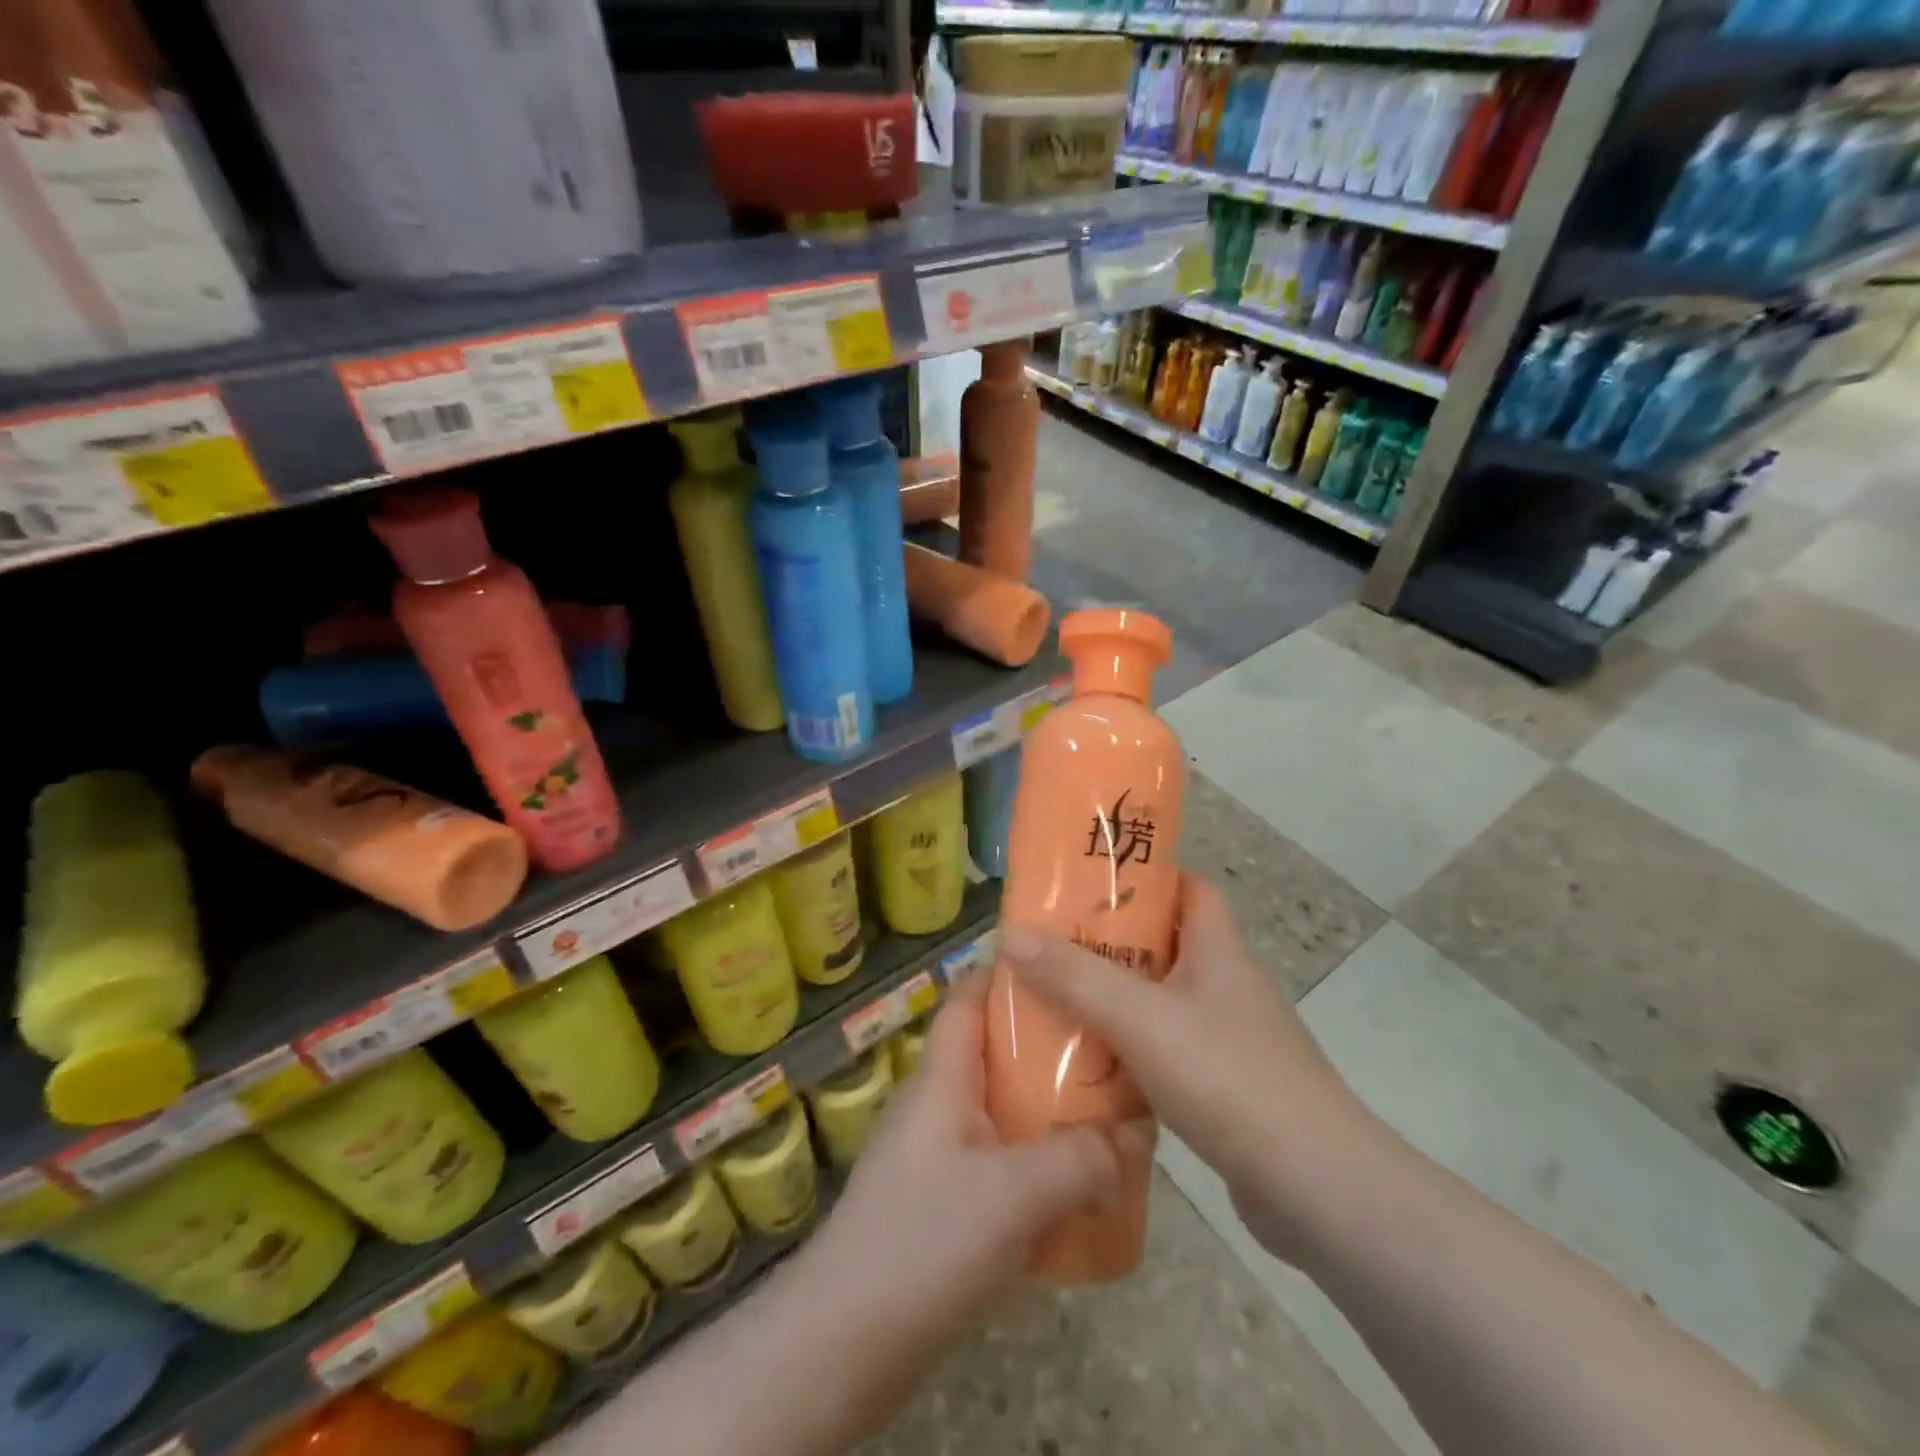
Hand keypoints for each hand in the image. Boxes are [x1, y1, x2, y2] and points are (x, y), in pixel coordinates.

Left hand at [793, 966, 1141, 1406]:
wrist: (844, 1343)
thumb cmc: (923, 1240)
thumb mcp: (1014, 1194)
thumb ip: (1080, 1159)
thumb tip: (1135, 1134)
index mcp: (942, 1077)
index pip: (969, 997)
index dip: (1010, 972)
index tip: (1068, 964)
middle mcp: (937, 1104)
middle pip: (996, 1053)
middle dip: (1051, 1047)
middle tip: (1113, 1046)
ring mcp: (937, 1155)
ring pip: (1002, 1111)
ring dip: (1050, 1111)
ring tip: (1111, 1114)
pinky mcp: (941, 1204)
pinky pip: (999, 1163)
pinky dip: (1037, 1164)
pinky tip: (1079, 1189)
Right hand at [998, 875, 1374, 1255]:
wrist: (1317, 1189)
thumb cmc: (1229, 1078)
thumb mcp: (1141, 1018)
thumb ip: (1075, 977)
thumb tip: (1010, 935)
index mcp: (1218, 950)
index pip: (1190, 888)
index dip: (1146, 877)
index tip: (1090, 883)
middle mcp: (1226, 986)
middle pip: (1164, 945)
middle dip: (1109, 943)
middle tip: (1051, 945)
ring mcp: (1228, 1040)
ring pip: (1159, 1002)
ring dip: (1113, 1001)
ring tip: (1054, 1001)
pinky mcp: (1224, 1088)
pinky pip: (1164, 1053)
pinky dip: (1128, 1053)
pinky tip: (1088, 1069)